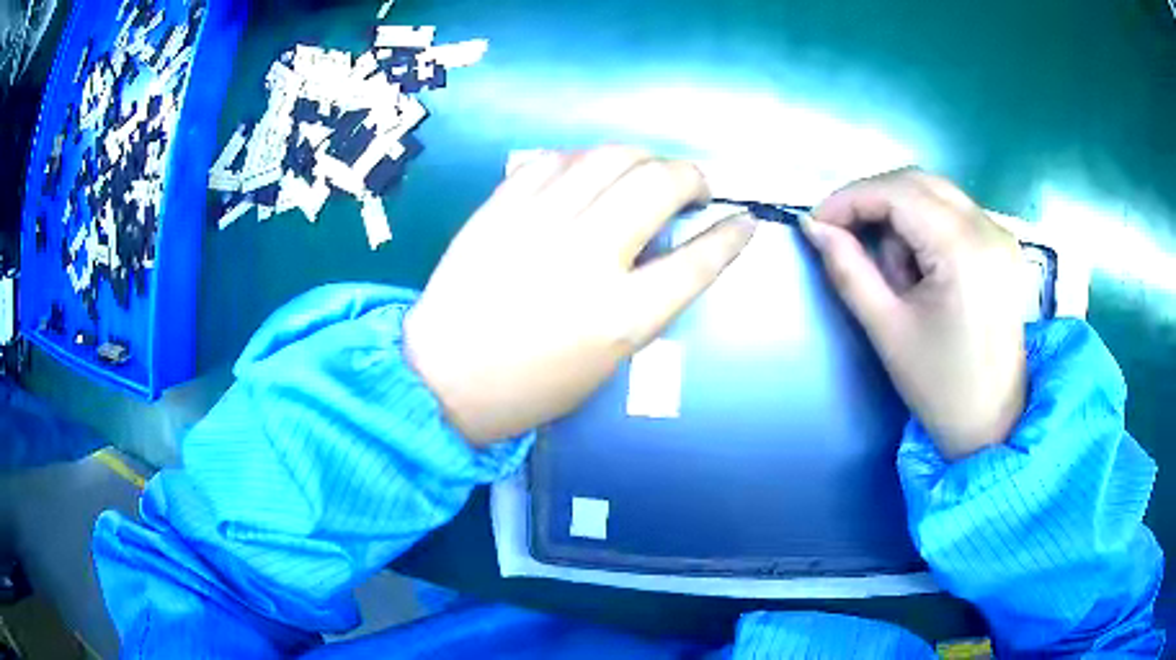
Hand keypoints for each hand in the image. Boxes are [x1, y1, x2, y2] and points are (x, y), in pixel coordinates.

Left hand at [404, 147, 755, 446]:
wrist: (444, 378)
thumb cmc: (531, 385)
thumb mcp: (608, 361)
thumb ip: (647, 301)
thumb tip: (671, 247)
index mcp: (621, 316)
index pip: (699, 260)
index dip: (731, 235)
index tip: (742, 220)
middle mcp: (587, 257)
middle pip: (660, 184)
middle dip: (692, 176)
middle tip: (692, 188)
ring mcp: (539, 223)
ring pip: (611, 156)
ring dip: (644, 157)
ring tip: (645, 173)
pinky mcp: (501, 206)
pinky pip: (556, 158)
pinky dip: (585, 160)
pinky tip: (588, 174)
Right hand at [803, 169, 1026, 459]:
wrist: (993, 423)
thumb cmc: (940, 386)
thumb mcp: (887, 330)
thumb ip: (848, 270)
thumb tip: (813, 227)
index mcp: (963, 248)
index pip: (896, 192)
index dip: (850, 199)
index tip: (817, 223)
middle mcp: (987, 226)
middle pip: (917, 181)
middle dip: (874, 201)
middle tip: (846, 238)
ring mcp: (1000, 233)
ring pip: (935, 191)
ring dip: (901, 215)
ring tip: (895, 270)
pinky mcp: (1003, 245)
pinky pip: (954, 210)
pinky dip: (925, 224)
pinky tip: (922, 266)